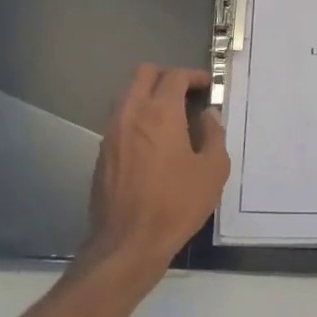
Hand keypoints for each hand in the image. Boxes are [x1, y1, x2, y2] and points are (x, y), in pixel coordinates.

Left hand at [79, 65, 229, 284]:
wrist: (128, 242)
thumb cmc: (177, 205)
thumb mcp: (213, 171)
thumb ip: (214, 136)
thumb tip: (208, 116)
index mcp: (160, 112)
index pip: (175, 76)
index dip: (194, 76)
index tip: (207, 86)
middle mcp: (131, 113)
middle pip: (144, 74)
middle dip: (167, 76)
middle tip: (186, 93)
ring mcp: (111, 132)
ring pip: (127, 95)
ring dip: (148, 95)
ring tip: (170, 116)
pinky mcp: (102, 152)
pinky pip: (120, 119)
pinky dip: (136, 117)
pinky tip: (152, 141)